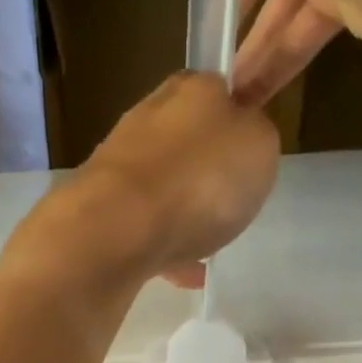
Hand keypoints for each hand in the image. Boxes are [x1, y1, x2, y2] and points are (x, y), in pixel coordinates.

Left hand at [75, 72, 279, 289]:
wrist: (119, 228)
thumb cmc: (200, 179)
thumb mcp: (260, 146)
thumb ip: (257, 137)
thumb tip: (243, 140)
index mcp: (191, 88)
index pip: (219, 90)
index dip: (236, 119)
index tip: (248, 154)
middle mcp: (149, 116)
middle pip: (186, 140)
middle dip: (206, 170)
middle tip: (229, 203)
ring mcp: (119, 164)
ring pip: (162, 185)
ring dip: (183, 211)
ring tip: (207, 245)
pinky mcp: (101, 208)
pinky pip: (145, 227)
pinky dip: (165, 247)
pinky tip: (184, 274)